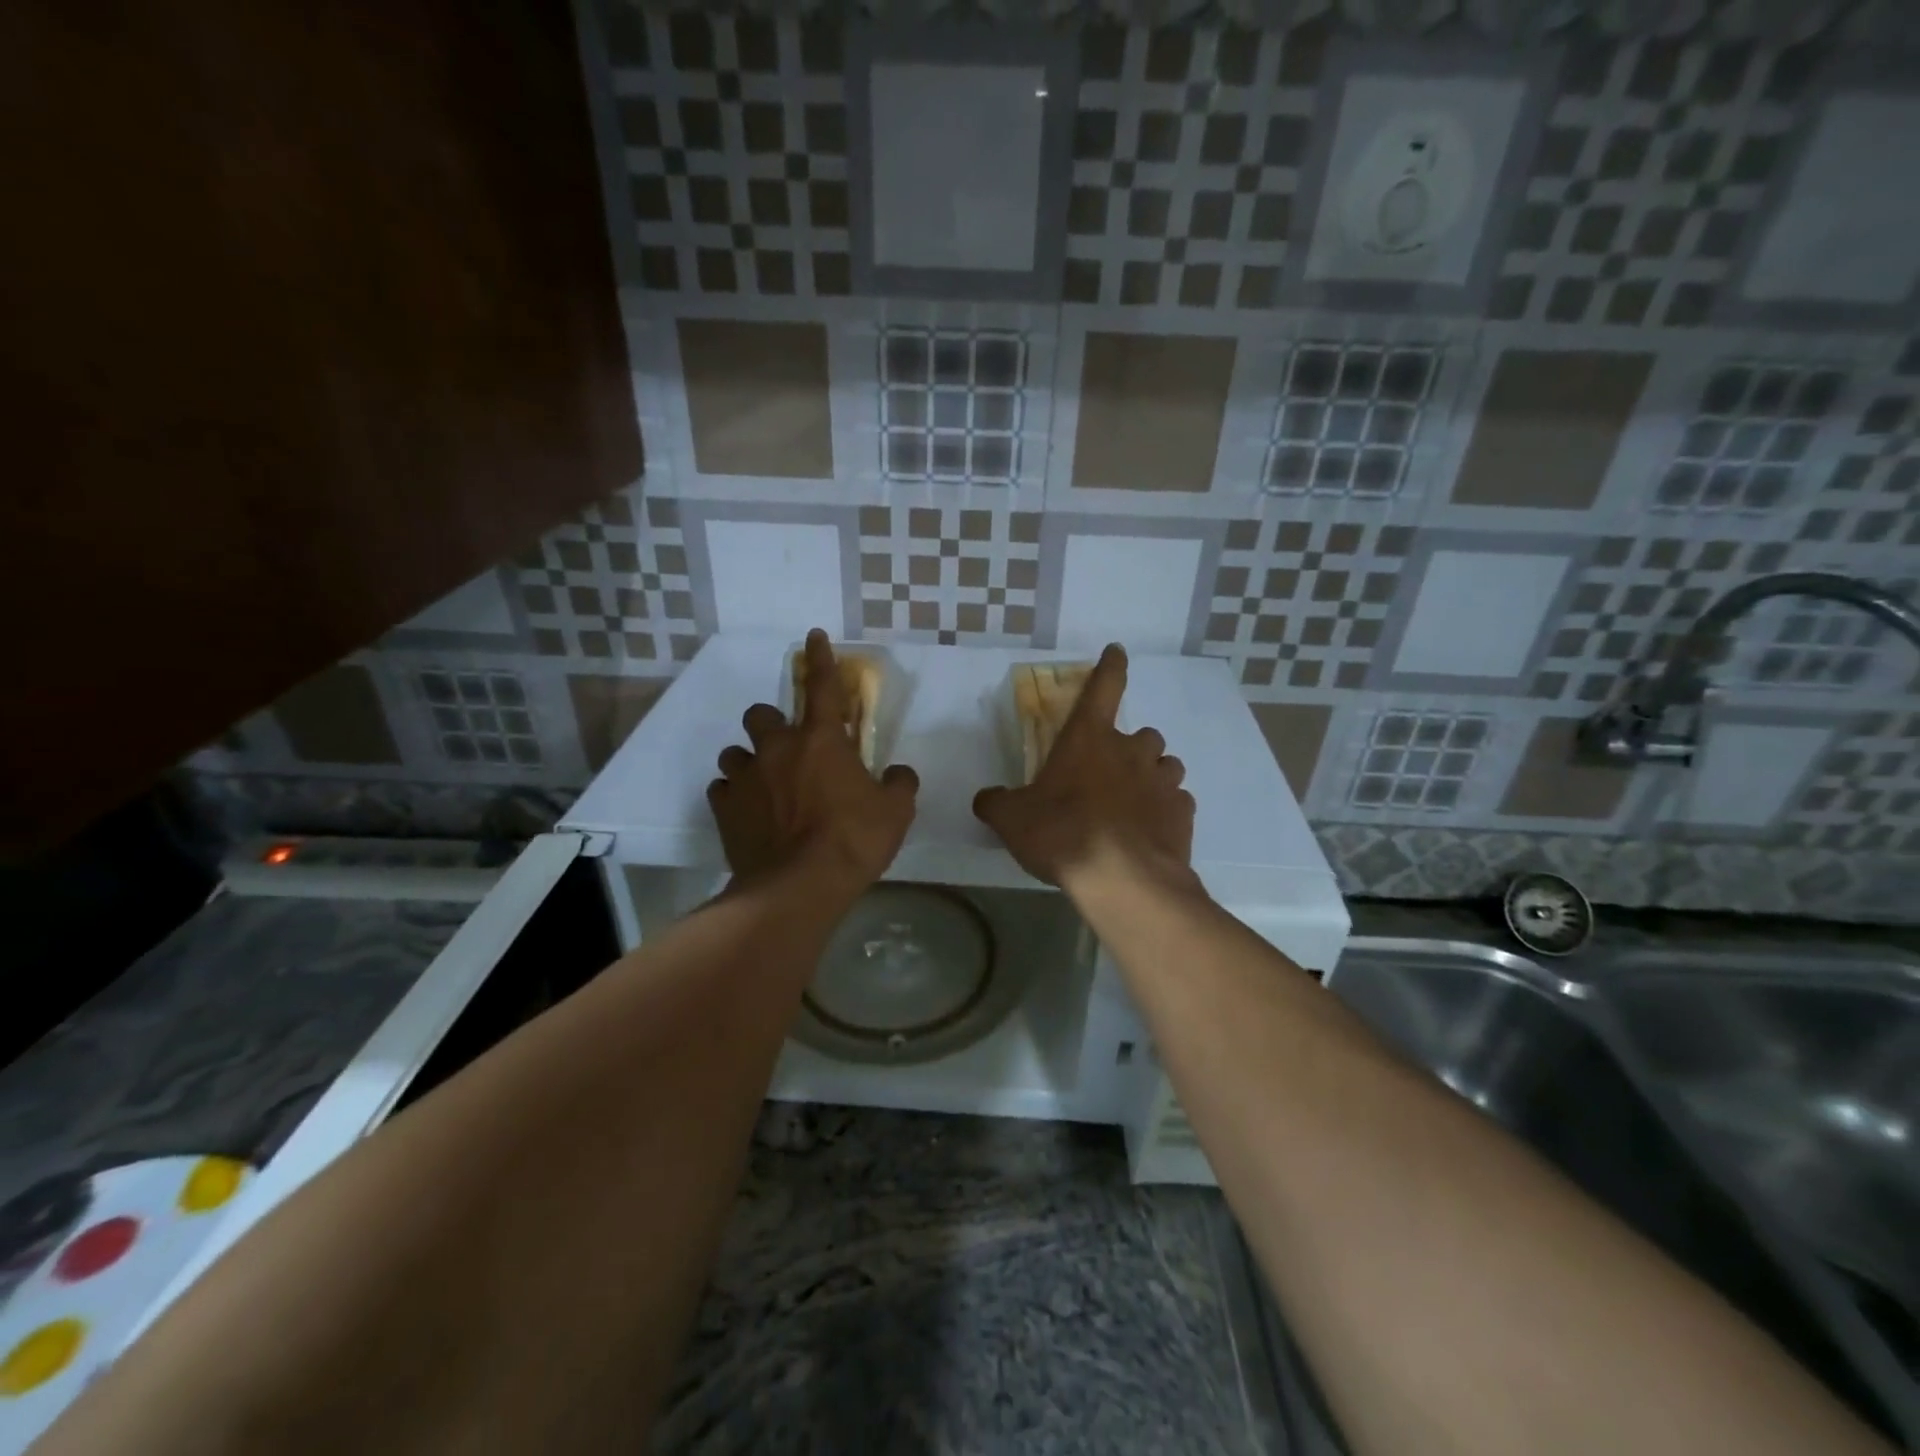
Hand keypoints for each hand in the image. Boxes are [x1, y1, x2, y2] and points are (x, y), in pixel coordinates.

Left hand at [707, 629, 918, 891]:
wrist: (799, 886)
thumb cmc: (853, 840)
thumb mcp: (895, 811)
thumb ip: (899, 783)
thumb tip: (898, 773)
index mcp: (822, 740)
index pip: (823, 686)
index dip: (820, 659)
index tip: (813, 636)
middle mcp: (777, 749)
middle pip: (761, 714)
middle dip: (772, 724)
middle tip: (789, 749)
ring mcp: (746, 777)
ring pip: (735, 752)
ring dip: (750, 761)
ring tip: (765, 785)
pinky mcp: (724, 808)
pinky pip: (723, 790)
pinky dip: (735, 795)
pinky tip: (749, 812)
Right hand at [973, 643, 1194, 893]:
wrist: (1121, 880)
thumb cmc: (1062, 834)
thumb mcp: (1012, 820)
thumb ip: (997, 803)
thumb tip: (986, 798)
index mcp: (1088, 739)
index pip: (1103, 687)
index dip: (1110, 666)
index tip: (1117, 651)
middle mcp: (1131, 751)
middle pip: (1143, 734)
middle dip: (1130, 747)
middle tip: (1112, 773)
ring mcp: (1162, 781)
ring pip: (1166, 765)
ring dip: (1152, 775)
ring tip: (1136, 801)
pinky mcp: (1182, 813)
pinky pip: (1178, 802)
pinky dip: (1167, 810)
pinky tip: (1152, 831)